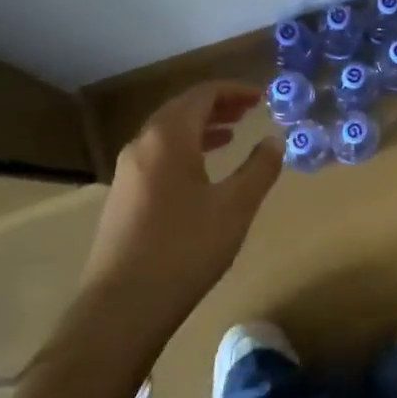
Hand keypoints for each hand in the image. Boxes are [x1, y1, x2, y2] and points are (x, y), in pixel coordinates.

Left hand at [84, 82, 282, 326]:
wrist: (121, 307)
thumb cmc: (185, 248)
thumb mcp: (235, 206)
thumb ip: (259, 168)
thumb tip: (274, 140)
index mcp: (168, 138)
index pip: (202, 95)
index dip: (234, 91)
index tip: (261, 96)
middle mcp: (142, 146)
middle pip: (181, 110)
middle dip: (217, 106)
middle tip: (249, 110)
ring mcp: (126, 173)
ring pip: (167, 135)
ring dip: (200, 129)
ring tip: (230, 136)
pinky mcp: (122, 198)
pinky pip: (157, 157)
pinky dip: (184, 150)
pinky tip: (201, 174)